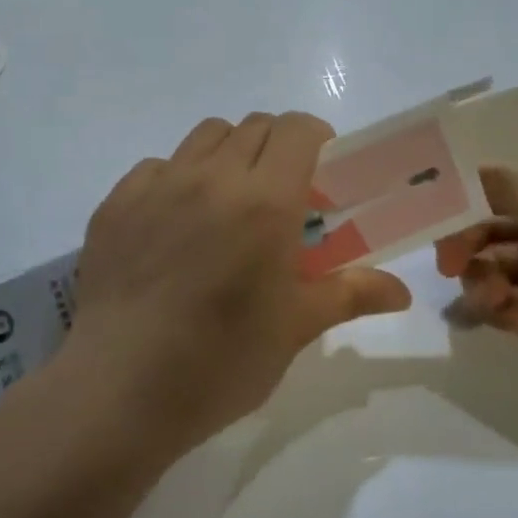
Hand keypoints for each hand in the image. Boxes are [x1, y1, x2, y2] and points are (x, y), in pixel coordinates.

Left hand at [65, 112, 412, 454]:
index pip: (297, 130)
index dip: (316, 139)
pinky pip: (157, 167)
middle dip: (276, 148)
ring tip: (227, 204)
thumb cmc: (221, 360)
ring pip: (204, 136)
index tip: (320, 173)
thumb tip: (402, 292)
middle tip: (279, 196)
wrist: (120, 390)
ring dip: (228, 154)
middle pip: (254, 127)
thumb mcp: (295, 327)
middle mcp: (211, 178)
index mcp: (265, 201)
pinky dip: (177, 179)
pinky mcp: (115, 204)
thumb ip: (351, 294)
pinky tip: (175, 225)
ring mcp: (157, 186)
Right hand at [436, 151, 517, 391]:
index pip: (501, 170)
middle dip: (464, 240)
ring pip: (489, 264)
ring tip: (493, 300)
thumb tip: (453, 171)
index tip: (430, 203)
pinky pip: (504, 302)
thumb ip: (503, 183)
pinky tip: (510, 317)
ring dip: (480, 280)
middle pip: (485, 221)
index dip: (464, 185)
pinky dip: (499, 309)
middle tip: (449, 262)